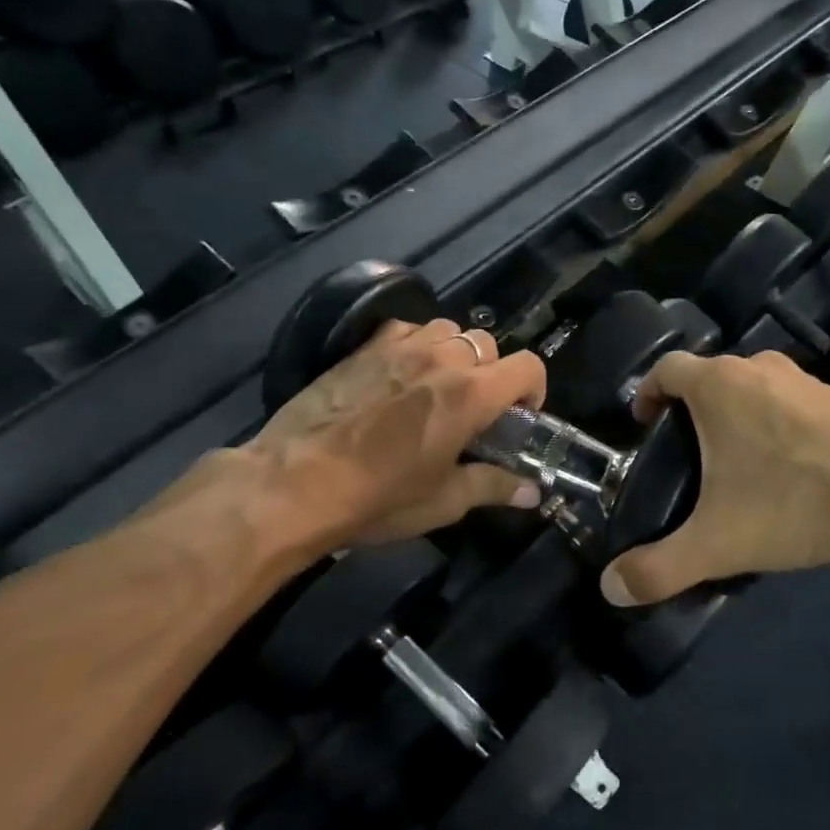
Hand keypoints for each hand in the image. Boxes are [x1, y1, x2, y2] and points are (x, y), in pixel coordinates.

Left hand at [244, 319, 545, 546]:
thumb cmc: (378, 498)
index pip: (528, 366)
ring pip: (449, 330)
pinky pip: (408, 328)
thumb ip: (494, 487)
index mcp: (471, 395)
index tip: (519, 416)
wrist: (296, 483)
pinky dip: (418, 344)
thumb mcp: (444, 501)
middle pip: (489, 345)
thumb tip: (534, 493)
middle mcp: (442, 359)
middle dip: (493, 373)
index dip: (534, 388)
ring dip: (456, 354)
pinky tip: (403, 373)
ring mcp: (401, 347)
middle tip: (475, 409)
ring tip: (439, 385)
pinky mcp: (365, 346)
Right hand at [599, 351, 829, 604]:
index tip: (643, 425)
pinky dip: (774, 424)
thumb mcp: (721, 543)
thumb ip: (660, 568)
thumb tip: (610, 588)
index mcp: (720, 384)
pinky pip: (789, 403)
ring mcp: (806, 379)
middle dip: (690, 411)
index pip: (666, 369)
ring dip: (735, 417)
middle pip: (709, 378)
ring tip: (734, 467)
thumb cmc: (799, 501)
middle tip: (685, 457)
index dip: (647, 393)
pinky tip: (787, 470)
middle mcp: (760, 368)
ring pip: (752, 388)